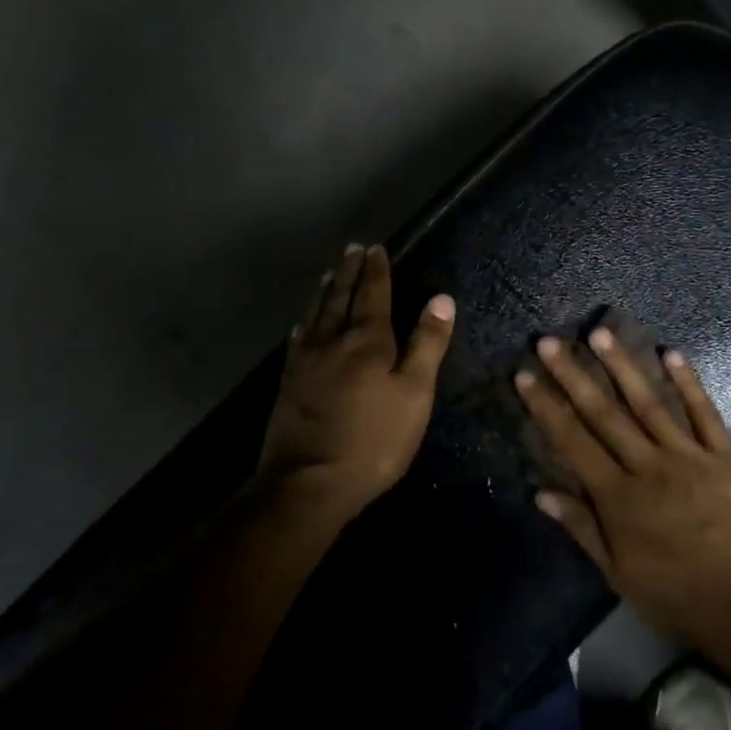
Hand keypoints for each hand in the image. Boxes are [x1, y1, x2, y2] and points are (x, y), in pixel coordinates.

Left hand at [255, 244, 455, 515]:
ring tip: (329, 273)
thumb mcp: (414, 394)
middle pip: (339, 297)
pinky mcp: (288, 383)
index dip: (376, 271)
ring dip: (325, 291)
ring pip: (316, 314)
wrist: (308, 482)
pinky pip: (298, 340)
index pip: (373, 294)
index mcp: (367, 341)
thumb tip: (442, 298)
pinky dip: (305, 323)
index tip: (375, 248)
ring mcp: (305, 361)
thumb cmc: (374, 440)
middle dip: (348, 272)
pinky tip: (303, 324)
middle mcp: (332, 341)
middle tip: (351, 249)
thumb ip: (427, 344)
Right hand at [514, 327, 730, 675]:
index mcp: (619, 497)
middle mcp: (648, 466)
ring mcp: (691, 456)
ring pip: (649, 403)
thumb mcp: (621, 574)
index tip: (525, 376)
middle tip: (550, 342)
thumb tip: (542, 493)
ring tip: (600, 333)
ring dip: (622, 366)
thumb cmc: (680, 597)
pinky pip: (705, 412)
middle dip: (573, 376)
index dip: (546, 407)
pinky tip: (671, 353)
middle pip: (604, 413)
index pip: (573, 442)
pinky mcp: (728, 455)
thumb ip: (583, 528)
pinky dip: (688, 382)